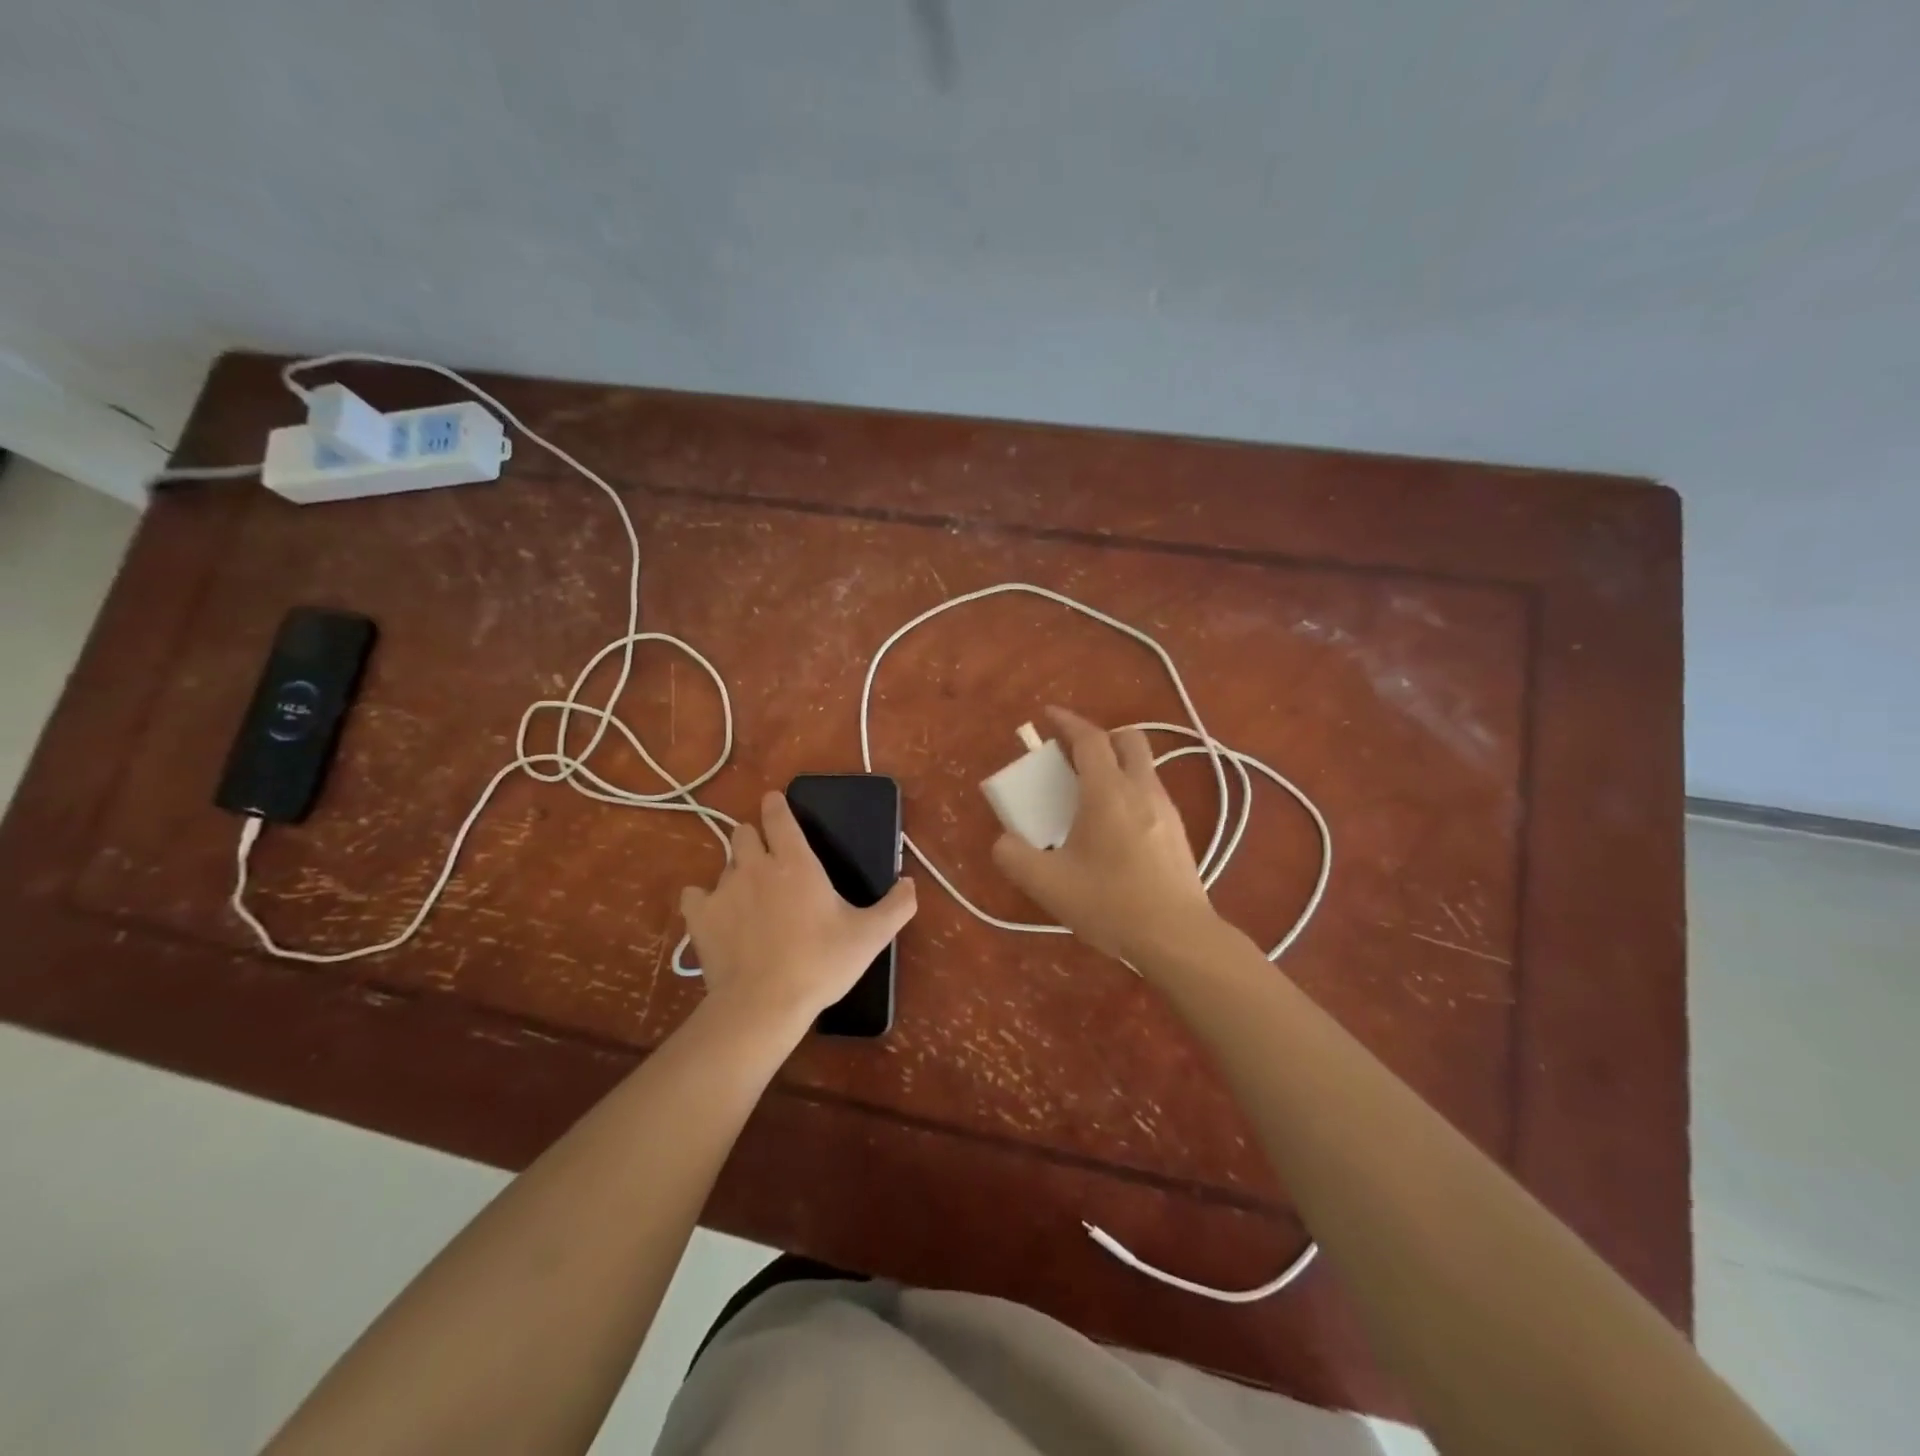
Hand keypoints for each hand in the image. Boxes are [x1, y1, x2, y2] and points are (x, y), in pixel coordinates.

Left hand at [680, 790, 916, 1034]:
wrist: (764, 1004)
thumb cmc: (820, 963)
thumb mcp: (870, 936)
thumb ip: (898, 906)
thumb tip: (911, 883)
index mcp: (795, 861)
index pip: (778, 815)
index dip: (776, 805)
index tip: (776, 804)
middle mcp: (756, 865)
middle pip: (744, 832)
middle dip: (755, 838)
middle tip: (769, 860)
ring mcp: (723, 889)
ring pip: (724, 862)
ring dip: (736, 870)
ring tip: (748, 894)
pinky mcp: (700, 916)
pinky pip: (695, 894)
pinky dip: (704, 899)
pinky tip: (716, 914)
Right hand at [992, 707, 1220, 966]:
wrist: (1177, 937)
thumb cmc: (1111, 904)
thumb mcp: (1048, 884)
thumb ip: (1014, 856)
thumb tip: (1004, 841)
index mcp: (1108, 792)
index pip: (1089, 739)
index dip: (1067, 721)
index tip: (1048, 716)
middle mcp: (1142, 790)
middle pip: (1127, 739)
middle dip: (1099, 737)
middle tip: (1072, 757)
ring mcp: (1166, 809)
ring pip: (1142, 766)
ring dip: (1115, 765)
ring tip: (1088, 797)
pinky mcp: (1178, 832)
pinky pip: (1150, 793)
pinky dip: (1129, 791)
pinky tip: (1113, 829)